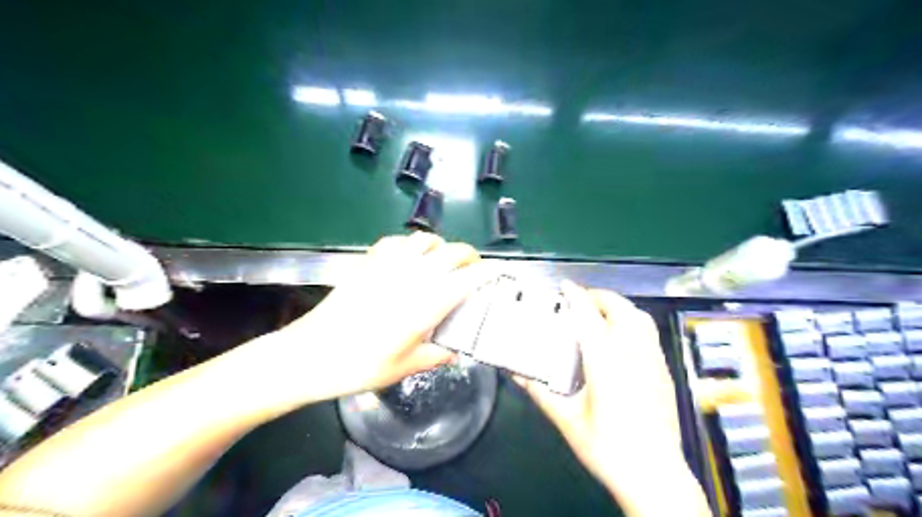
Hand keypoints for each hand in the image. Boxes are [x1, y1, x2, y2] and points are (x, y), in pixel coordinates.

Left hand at [252, 232, 488, 406]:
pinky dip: (411, 245)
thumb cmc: (361, 365)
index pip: (469, 278)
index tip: (497, 275)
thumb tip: (454, 352)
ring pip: (426, 240)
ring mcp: (389, 265)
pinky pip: (397, 241)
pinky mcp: (369, 262)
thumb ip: (435, 355)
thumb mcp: (405, 367)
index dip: (488, 273)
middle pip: (453, 251)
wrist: (312, 353)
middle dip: (470, 256)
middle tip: (473, 270)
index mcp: (428, 303)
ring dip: (441, 247)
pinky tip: (409, 259)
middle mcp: (413, 276)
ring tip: (442, 263)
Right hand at [518, 282, 706, 515]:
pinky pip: (649, 332)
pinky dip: (633, 321)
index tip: (565, 286)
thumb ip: (541, 393)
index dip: (575, 296)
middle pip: (620, 308)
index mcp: (606, 363)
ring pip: (640, 317)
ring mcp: (653, 361)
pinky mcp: (664, 371)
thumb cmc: (608, 449)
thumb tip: (517, 375)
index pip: (588, 317)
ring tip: (600, 312)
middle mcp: (633, 354)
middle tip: (580, 300)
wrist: (656, 476)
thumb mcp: (567, 420)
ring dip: (618, 307)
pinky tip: (621, 337)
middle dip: (599, 296)